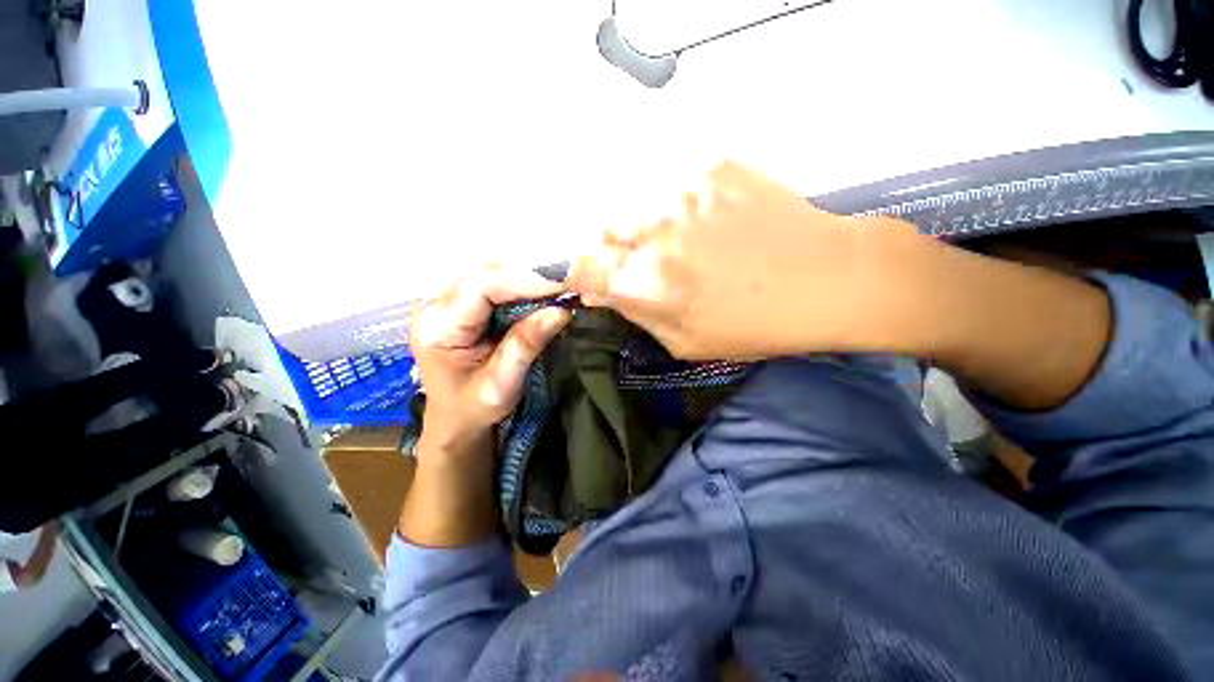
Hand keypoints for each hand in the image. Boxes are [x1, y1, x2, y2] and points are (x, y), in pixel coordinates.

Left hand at [410, 264, 571, 455]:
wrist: (454, 421)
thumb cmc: (472, 409)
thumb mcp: (501, 383)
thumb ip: (526, 344)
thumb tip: (560, 311)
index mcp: (437, 327)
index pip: (481, 287)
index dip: (523, 282)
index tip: (561, 290)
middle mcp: (436, 306)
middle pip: (485, 274)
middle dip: (528, 280)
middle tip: (563, 293)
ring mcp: (446, 303)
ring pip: (491, 275)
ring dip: (525, 283)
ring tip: (554, 295)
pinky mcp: (461, 306)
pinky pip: (493, 286)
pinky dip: (520, 290)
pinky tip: (538, 299)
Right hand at [566, 160, 920, 359]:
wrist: (827, 278)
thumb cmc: (755, 325)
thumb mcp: (686, 342)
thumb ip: (637, 314)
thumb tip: (605, 291)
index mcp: (648, 283)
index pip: (584, 268)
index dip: (582, 275)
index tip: (592, 281)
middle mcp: (655, 234)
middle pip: (603, 231)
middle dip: (611, 250)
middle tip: (638, 262)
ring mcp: (684, 193)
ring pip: (635, 203)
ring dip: (642, 225)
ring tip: (675, 241)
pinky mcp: (712, 168)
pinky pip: (672, 183)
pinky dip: (675, 204)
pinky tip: (704, 219)